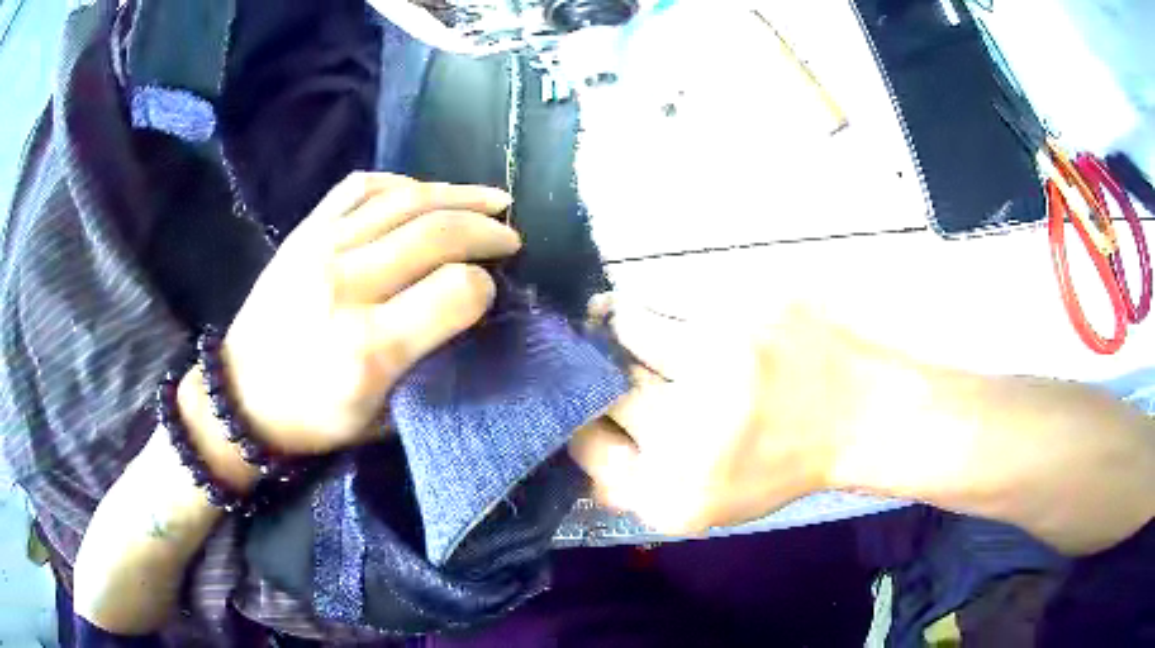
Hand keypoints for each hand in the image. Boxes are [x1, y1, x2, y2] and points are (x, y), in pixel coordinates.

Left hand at [184, 173, 518, 457]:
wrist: (240, 396)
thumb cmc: (314, 419)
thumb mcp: (383, 418)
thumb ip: (430, 364)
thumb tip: (470, 311)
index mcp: (369, 347)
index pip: (456, 291)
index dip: (485, 288)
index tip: (490, 294)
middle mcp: (345, 286)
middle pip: (437, 233)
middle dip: (487, 229)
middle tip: (509, 236)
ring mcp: (319, 249)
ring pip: (405, 199)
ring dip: (458, 194)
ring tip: (491, 200)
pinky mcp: (303, 232)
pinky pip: (360, 187)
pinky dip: (401, 183)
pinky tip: (423, 193)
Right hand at [569, 300, 893, 534]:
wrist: (861, 413)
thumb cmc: (780, 462)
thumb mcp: (704, 504)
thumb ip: (633, 485)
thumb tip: (577, 439)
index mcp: (677, 491)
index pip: (583, 443)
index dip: (582, 420)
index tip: (598, 408)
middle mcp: (691, 425)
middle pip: (600, 380)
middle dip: (606, 372)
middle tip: (631, 368)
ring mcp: (721, 356)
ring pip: (627, 322)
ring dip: (630, 327)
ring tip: (663, 334)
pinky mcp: (746, 302)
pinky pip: (670, 290)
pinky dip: (666, 300)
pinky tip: (690, 314)